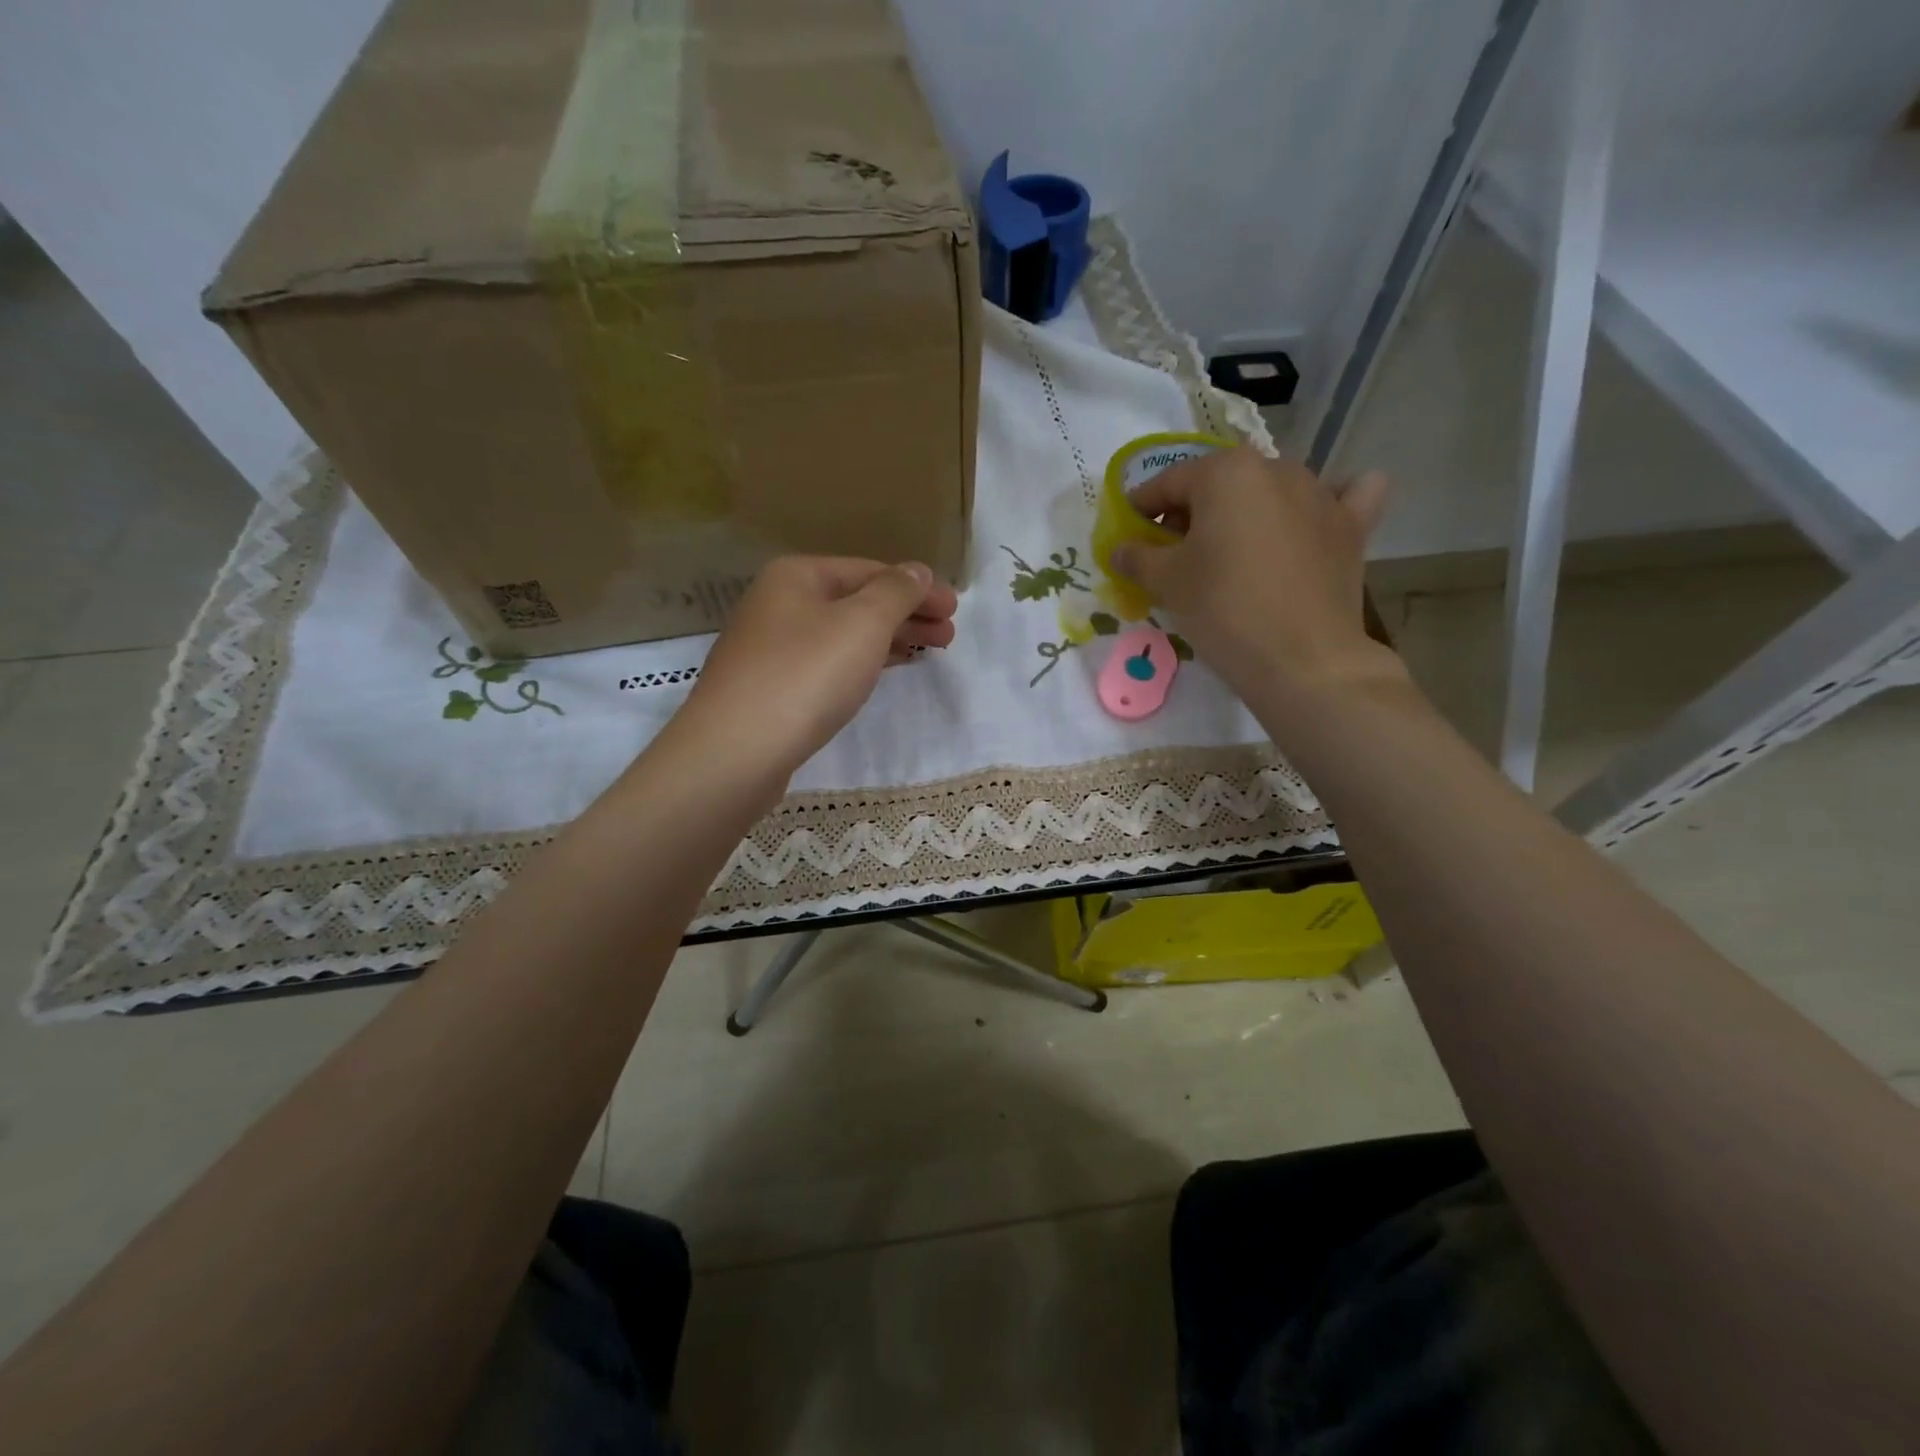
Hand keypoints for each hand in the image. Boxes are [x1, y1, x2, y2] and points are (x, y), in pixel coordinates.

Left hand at [669, 555, 957, 784]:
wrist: (736, 751)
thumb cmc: (805, 676)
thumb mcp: (862, 624)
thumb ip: (896, 592)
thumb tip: (916, 570)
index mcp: (797, 576)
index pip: (869, 570)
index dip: (917, 588)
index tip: (954, 609)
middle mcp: (778, 603)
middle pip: (856, 601)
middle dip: (906, 615)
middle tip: (948, 635)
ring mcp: (770, 647)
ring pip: (842, 634)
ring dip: (888, 640)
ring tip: (927, 653)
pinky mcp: (770, 687)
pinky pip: (827, 663)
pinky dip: (861, 662)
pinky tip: (881, 672)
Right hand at [1112, 447, 1396, 697]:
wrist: (1303, 660)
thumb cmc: (1223, 609)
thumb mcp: (1166, 582)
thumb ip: (1136, 556)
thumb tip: (1120, 549)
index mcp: (1225, 472)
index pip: (1168, 483)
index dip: (1141, 509)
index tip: (1128, 533)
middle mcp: (1276, 468)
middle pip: (1219, 484)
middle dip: (1192, 512)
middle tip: (1174, 553)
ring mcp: (1321, 493)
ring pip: (1270, 490)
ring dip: (1245, 511)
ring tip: (1231, 551)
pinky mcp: (1352, 526)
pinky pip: (1341, 497)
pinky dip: (1325, 503)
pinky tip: (1312, 521)